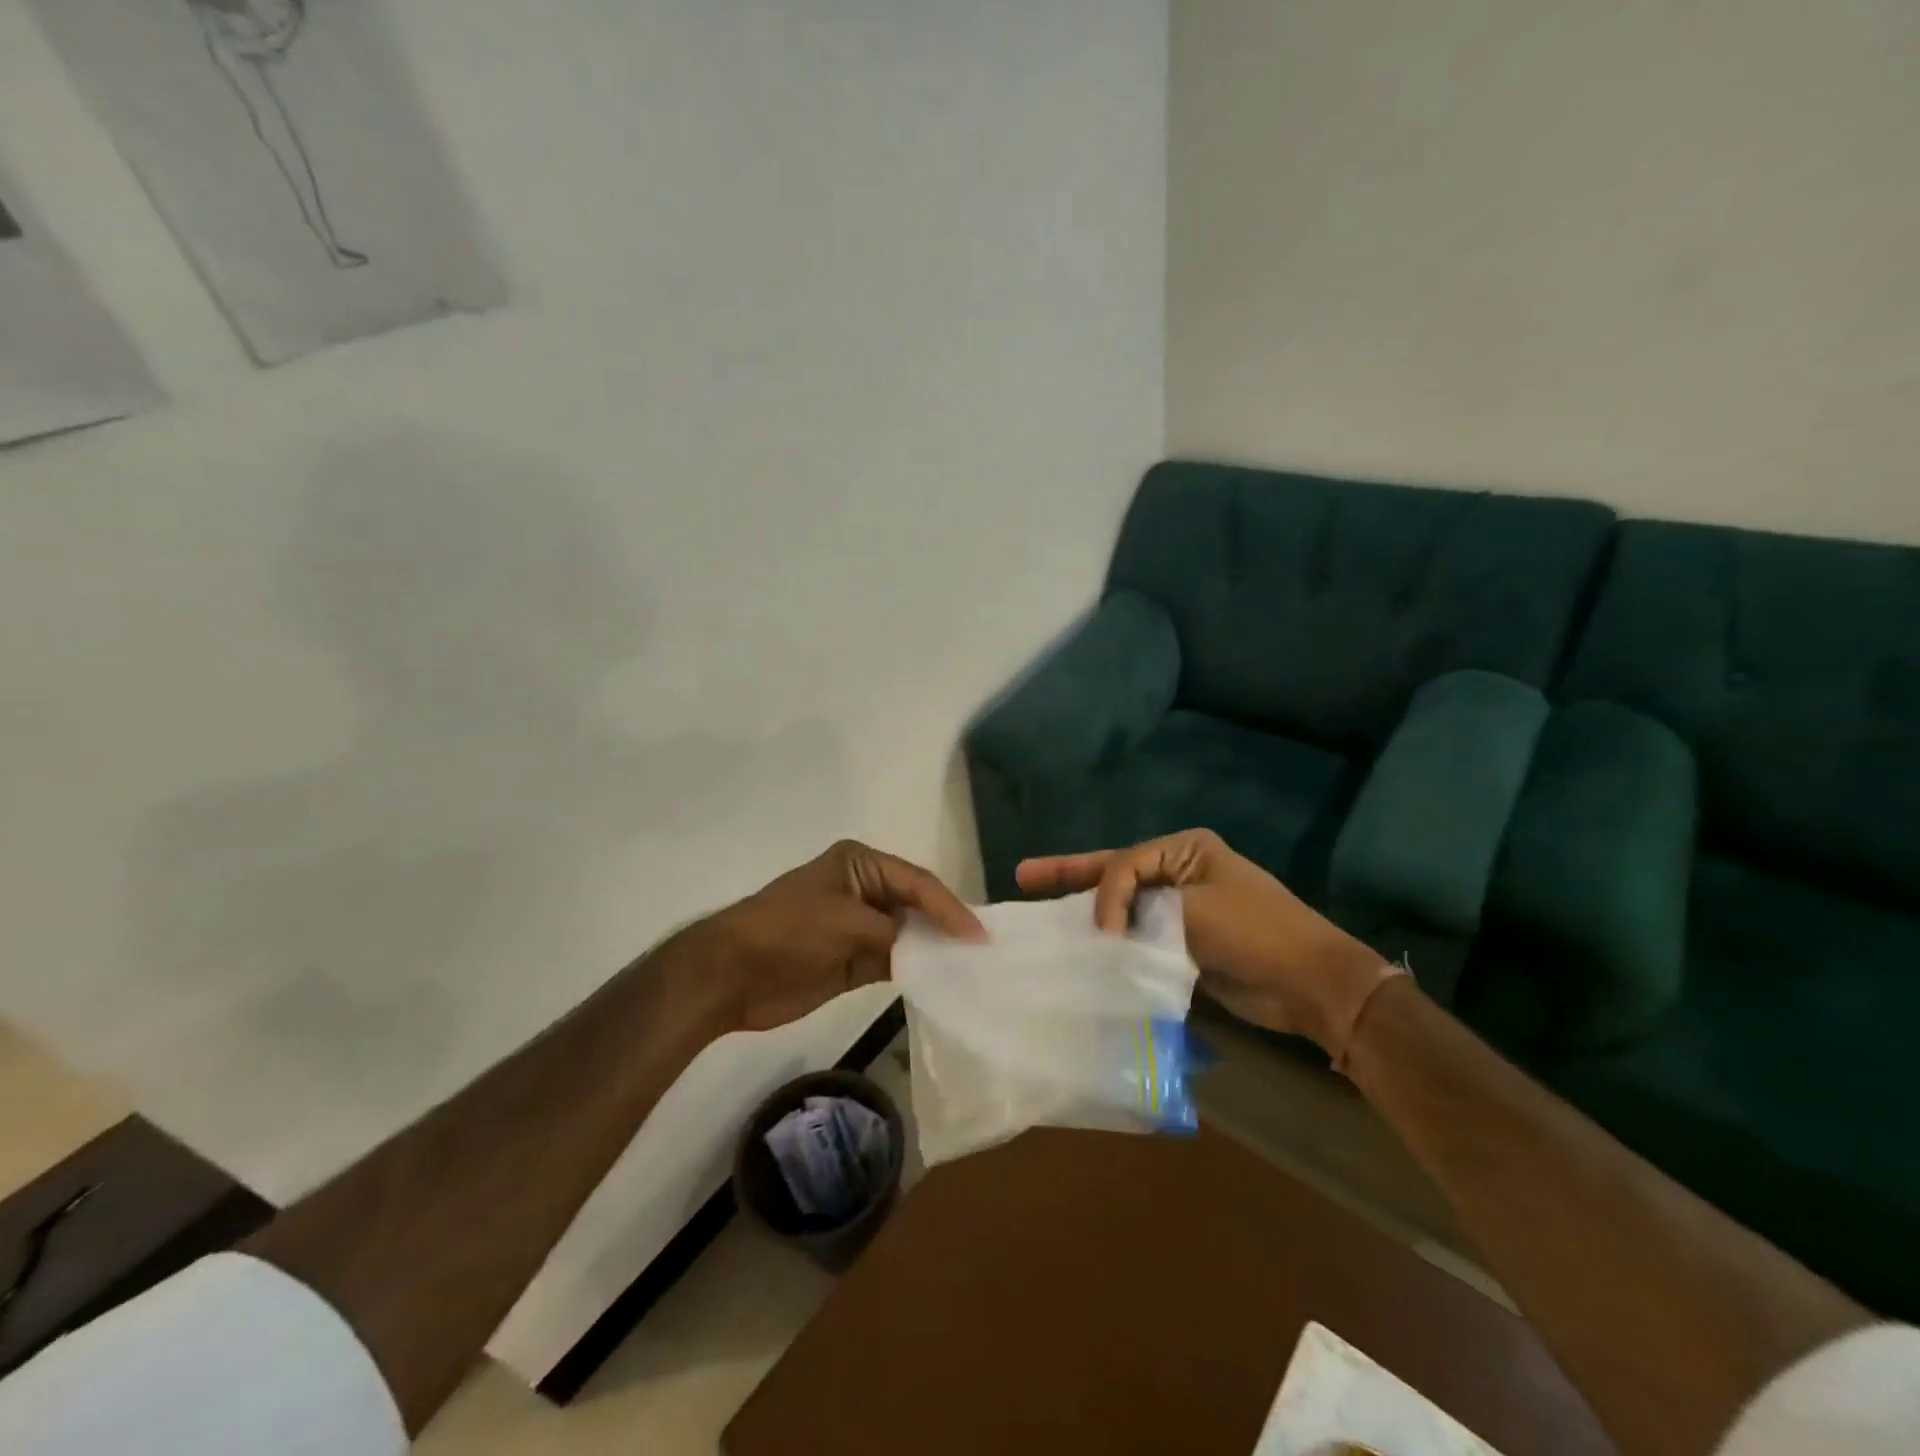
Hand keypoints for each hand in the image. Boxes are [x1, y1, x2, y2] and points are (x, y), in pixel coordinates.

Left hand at [696, 840, 982, 1033]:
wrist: (730, 974)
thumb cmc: (788, 931)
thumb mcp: (845, 922)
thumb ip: (892, 934)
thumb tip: (930, 951)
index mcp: (861, 864)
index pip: (917, 882)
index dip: (949, 907)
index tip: (977, 934)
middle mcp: (865, 890)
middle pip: (917, 906)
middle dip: (946, 925)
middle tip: (984, 950)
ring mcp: (859, 926)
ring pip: (909, 935)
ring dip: (935, 950)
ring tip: (972, 968)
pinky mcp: (854, 960)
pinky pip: (894, 962)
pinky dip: (916, 971)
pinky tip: (941, 982)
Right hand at [1017, 829, 1395, 1055]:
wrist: (1311, 985)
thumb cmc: (1256, 933)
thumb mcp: (1195, 911)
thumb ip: (1141, 914)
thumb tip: (1106, 934)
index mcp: (1184, 850)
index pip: (1124, 863)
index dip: (1104, 895)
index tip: (1104, 933)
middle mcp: (1178, 872)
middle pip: (1114, 872)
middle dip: (1069, 875)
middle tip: (1023, 875)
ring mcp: (1180, 908)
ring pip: (1122, 906)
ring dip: (1086, 910)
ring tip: (1039, 907)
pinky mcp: (1182, 942)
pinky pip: (1137, 937)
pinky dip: (1112, 943)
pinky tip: (1082, 949)